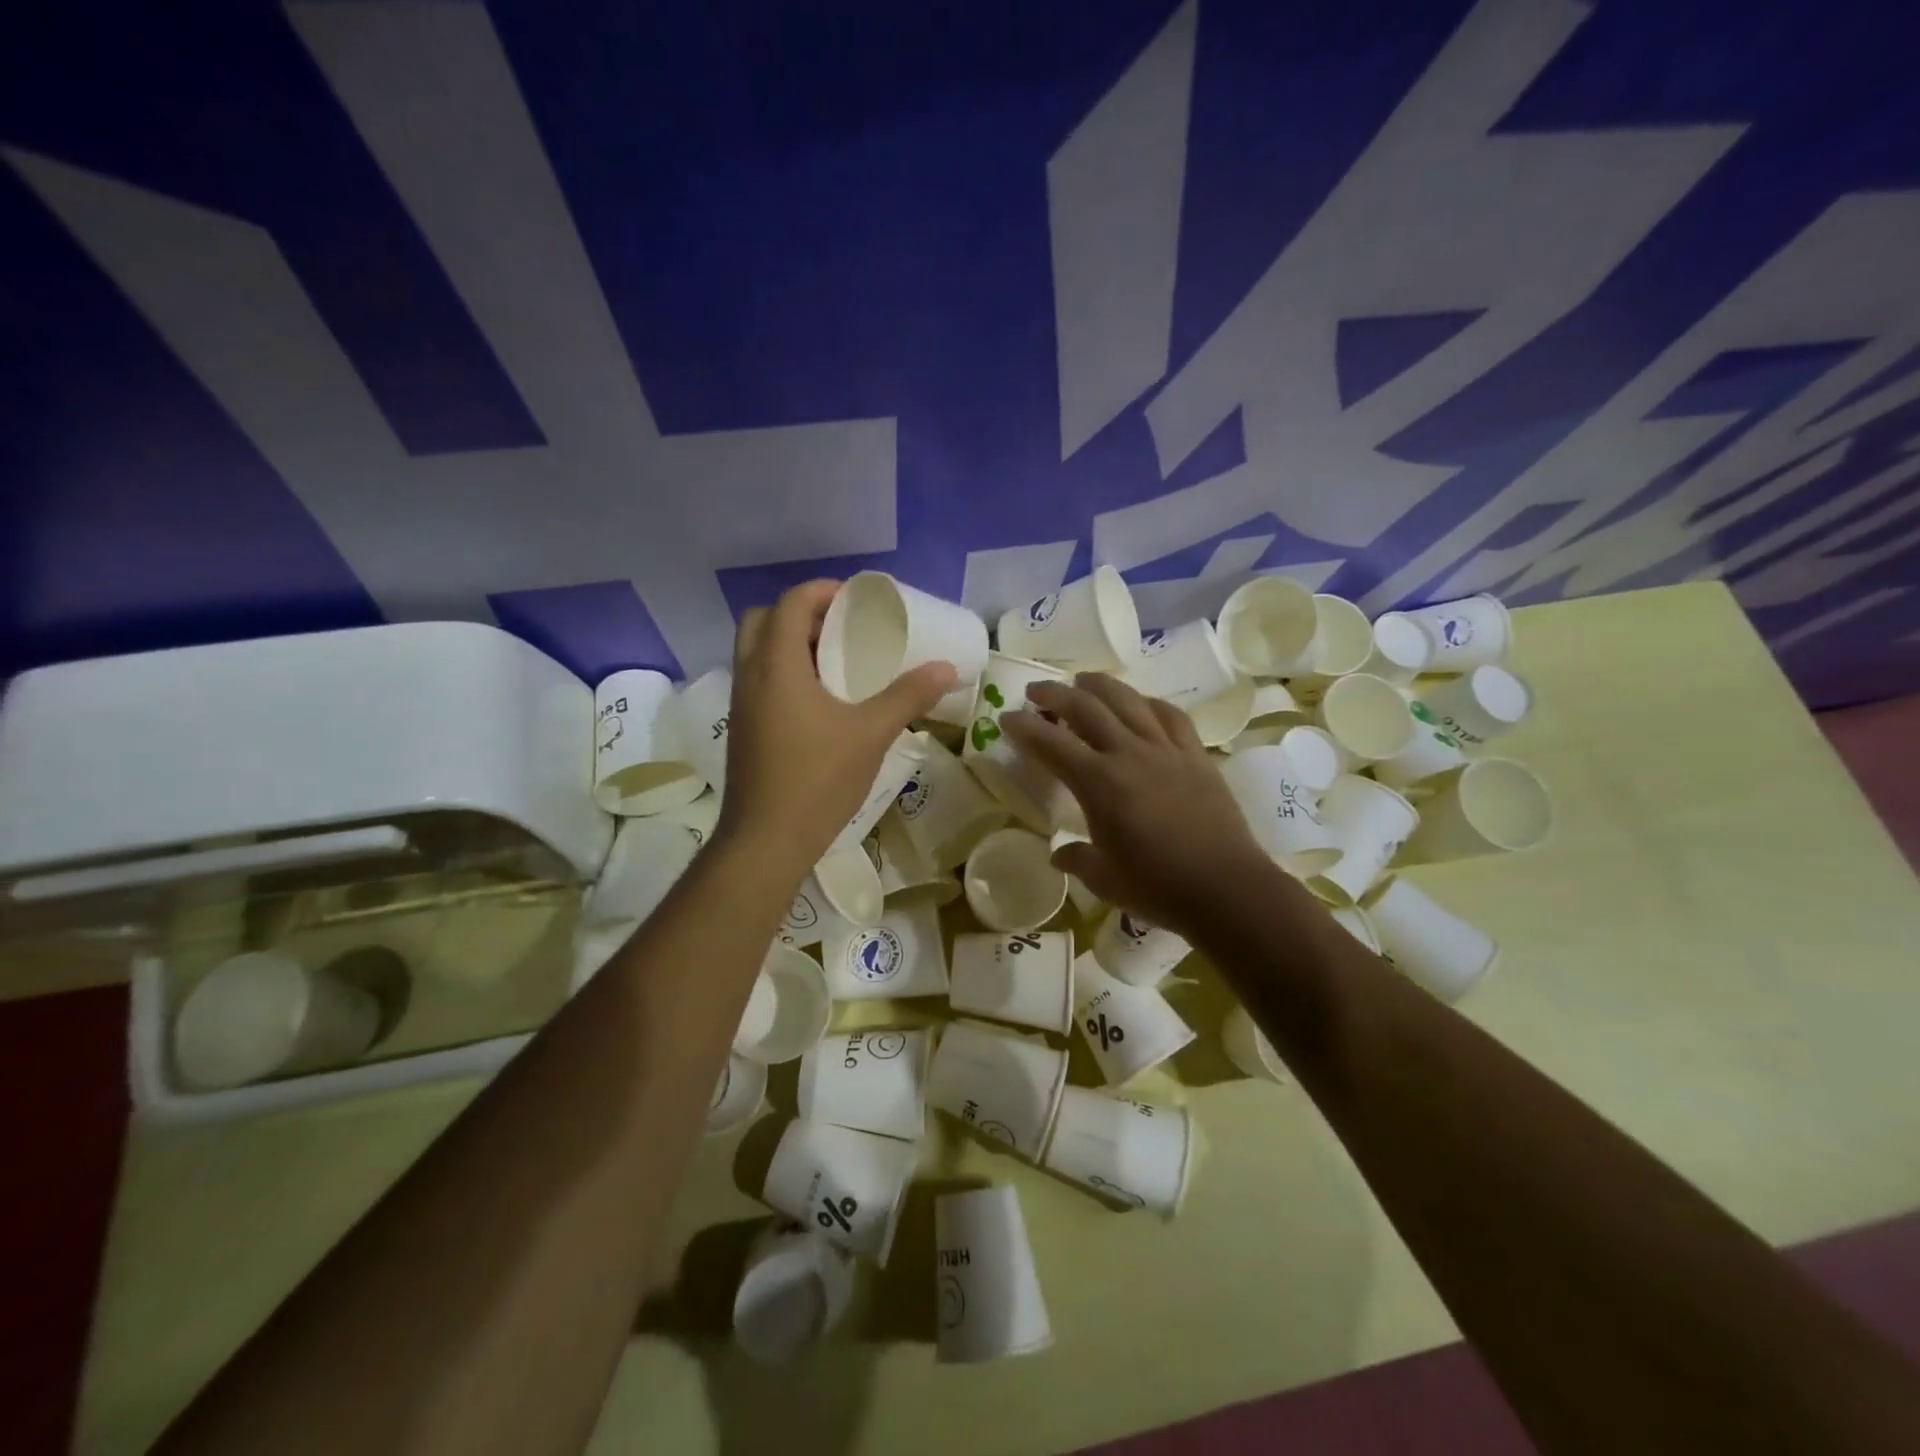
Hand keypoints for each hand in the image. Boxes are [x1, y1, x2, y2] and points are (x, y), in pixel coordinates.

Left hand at [717, 580, 957, 874]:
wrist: (766, 841)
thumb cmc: (818, 779)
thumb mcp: (871, 733)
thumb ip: (908, 696)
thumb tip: (947, 669)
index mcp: (777, 665)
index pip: (790, 603)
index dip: (822, 591)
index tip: (856, 600)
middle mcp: (750, 676)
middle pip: (763, 620)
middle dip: (800, 614)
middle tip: (839, 628)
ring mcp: (741, 705)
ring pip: (756, 652)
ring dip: (790, 644)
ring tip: (835, 662)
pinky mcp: (742, 730)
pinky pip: (758, 681)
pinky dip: (784, 672)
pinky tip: (820, 702)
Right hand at [1002, 674, 1268, 936]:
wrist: (1228, 889)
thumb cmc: (1159, 888)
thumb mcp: (1105, 879)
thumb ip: (1077, 859)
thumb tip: (1059, 855)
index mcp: (1099, 784)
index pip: (1051, 743)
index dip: (1024, 727)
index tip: (1007, 717)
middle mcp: (1129, 754)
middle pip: (1086, 708)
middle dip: (1055, 694)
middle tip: (1035, 691)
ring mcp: (1166, 750)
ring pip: (1128, 700)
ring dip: (1099, 685)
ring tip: (1082, 681)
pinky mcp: (1196, 756)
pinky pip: (1170, 716)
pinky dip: (1148, 703)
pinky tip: (1141, 703)